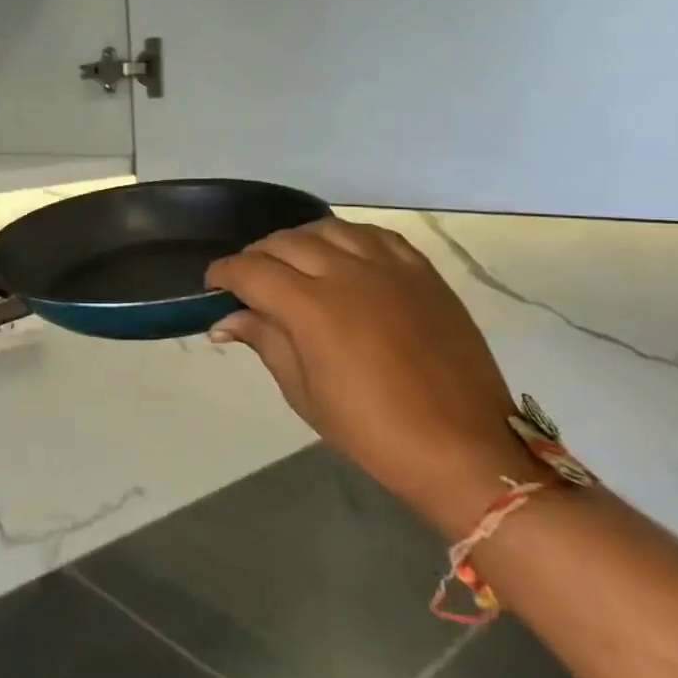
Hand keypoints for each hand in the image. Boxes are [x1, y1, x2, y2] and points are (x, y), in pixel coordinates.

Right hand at [206, 219, 547, 537]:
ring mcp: (389, 268)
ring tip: (293, 265)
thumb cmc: (372, 431)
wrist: (463, 449)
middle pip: (284, 243)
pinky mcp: (422, 272)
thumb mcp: (303, 393)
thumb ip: (265, 341)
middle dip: (256, 258)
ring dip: (299, 242)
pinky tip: (342, 257)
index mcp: (312, 308)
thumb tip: (226, 319)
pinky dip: (347, 239)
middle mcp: (347, 274)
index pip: (251, 271)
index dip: (224, 274)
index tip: (213, 287)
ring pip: (327, 229)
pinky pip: (374, 236)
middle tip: (249, 283)